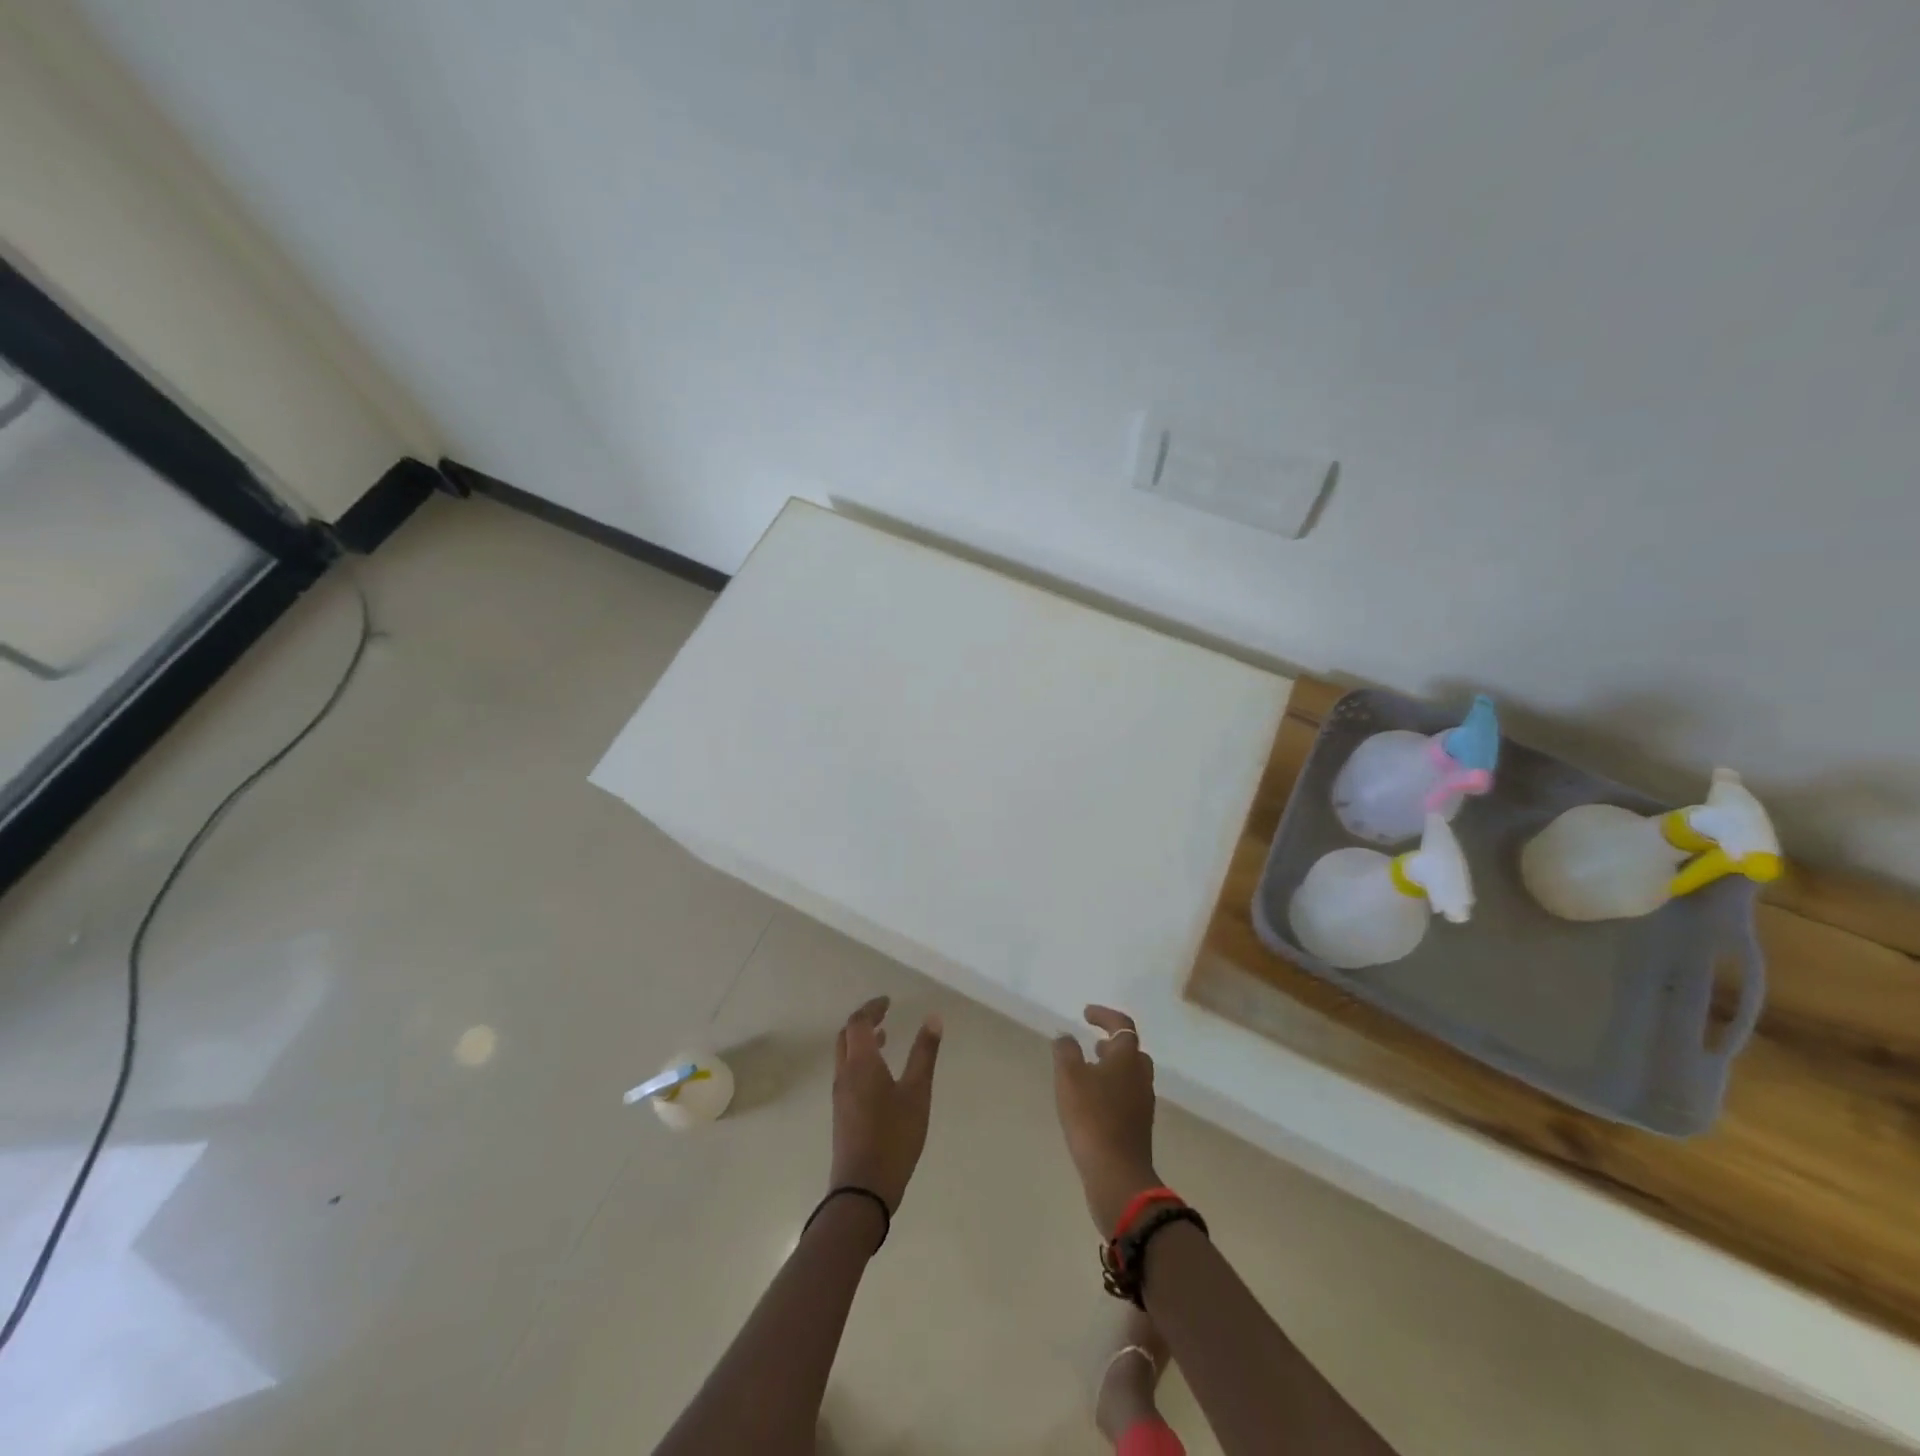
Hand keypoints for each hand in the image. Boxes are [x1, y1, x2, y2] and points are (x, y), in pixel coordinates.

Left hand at [830, 995, 942, 1212]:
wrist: (862, 1190)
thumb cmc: (893, 1137)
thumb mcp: (917, 1093)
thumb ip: (924, 1054)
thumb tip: (933, 1018)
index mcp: (861, 1063)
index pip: (858, 1022)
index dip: (872, 1008)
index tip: (889, 1002)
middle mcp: (845, 1074)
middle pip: (846, 1036)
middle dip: (864, 1021)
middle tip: (885, 1014)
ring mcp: (840, 1095)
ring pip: (845, 1055)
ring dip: (861, 1041)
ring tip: (885, 1038)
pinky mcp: (842, 1113)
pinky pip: (848, 1072)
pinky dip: (861, 1060)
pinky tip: (880, 1074)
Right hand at [1052, 1005, 1160, 1233]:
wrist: (1117, 1175)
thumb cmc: (1092, 1118)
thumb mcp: (1069, 1077)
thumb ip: (1066, 1051)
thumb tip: (1066, 1037)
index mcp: (1127, 1058)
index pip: (1122, 1026)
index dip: (1105, 1015)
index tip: (1086, 1014)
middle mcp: (1140, 1077)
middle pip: (1132, 1051)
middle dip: (1113, 1043)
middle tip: (1093, 1043)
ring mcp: (1142, 1103)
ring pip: (1131, 1074)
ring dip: (1113, 1067)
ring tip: (1089, 1071)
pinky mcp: (1138, 1127)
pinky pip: (1127, 1096)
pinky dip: (1113, 1089)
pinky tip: (1093, 1101)